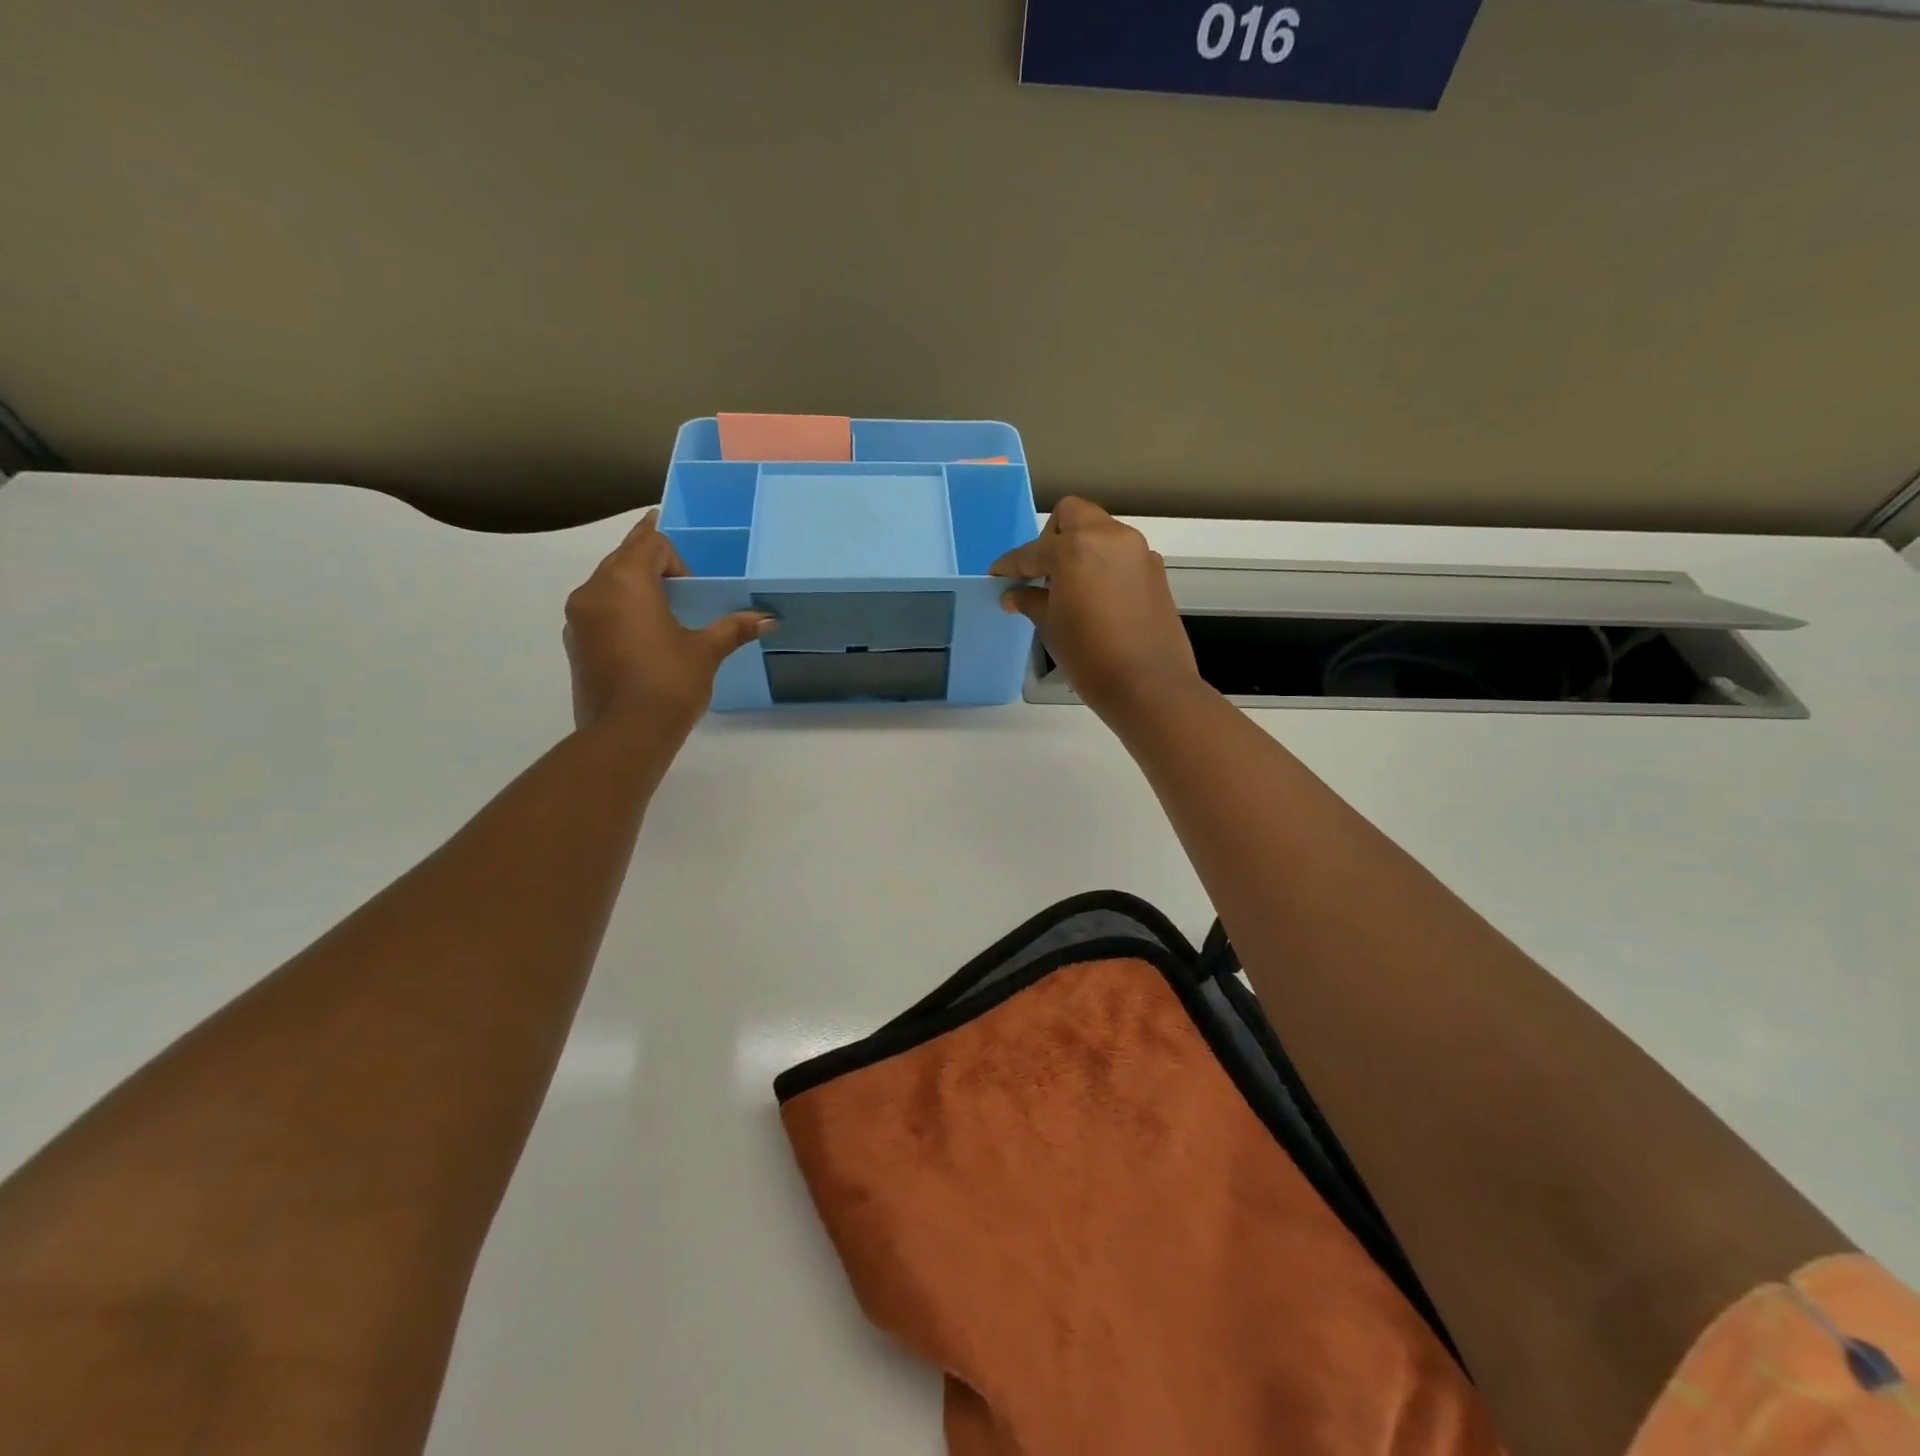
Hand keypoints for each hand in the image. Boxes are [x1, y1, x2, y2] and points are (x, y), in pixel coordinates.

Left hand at [564, 511, 771, 732]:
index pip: (648, 542)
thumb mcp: (706, 652)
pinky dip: (620, 613)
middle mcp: (593, 590)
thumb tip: (769, 619)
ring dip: (635, 590)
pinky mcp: (574, 643)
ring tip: (664, 617)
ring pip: (608, 585)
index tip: (693, 585)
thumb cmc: (669, 682)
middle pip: (624, 558)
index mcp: (625, 581)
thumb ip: (733, 628)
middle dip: (653, 567)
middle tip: (682, 589)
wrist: (625, 734)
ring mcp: (577, 618)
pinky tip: (644, 641)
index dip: (675, 556)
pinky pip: (599, 611)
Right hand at [990, 497, 1203, 723]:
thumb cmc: (1090, 657)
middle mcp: (1109, 537)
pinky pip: (1120, 553)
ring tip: (1069, 587)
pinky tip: (1096, 597)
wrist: (1149, 686)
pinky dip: (1103, 563)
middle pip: (1071, 515)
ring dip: (1079, 547)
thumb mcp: (1050, 627)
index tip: (997, 577)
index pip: (1032, 551)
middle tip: (1042, 573)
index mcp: (1075, 548)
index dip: (1010, 566)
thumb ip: (1029, 600)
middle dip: (1050, 537)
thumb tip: (1012, 593)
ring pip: (1099, 530)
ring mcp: (1137, 551)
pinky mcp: (1154, 569)